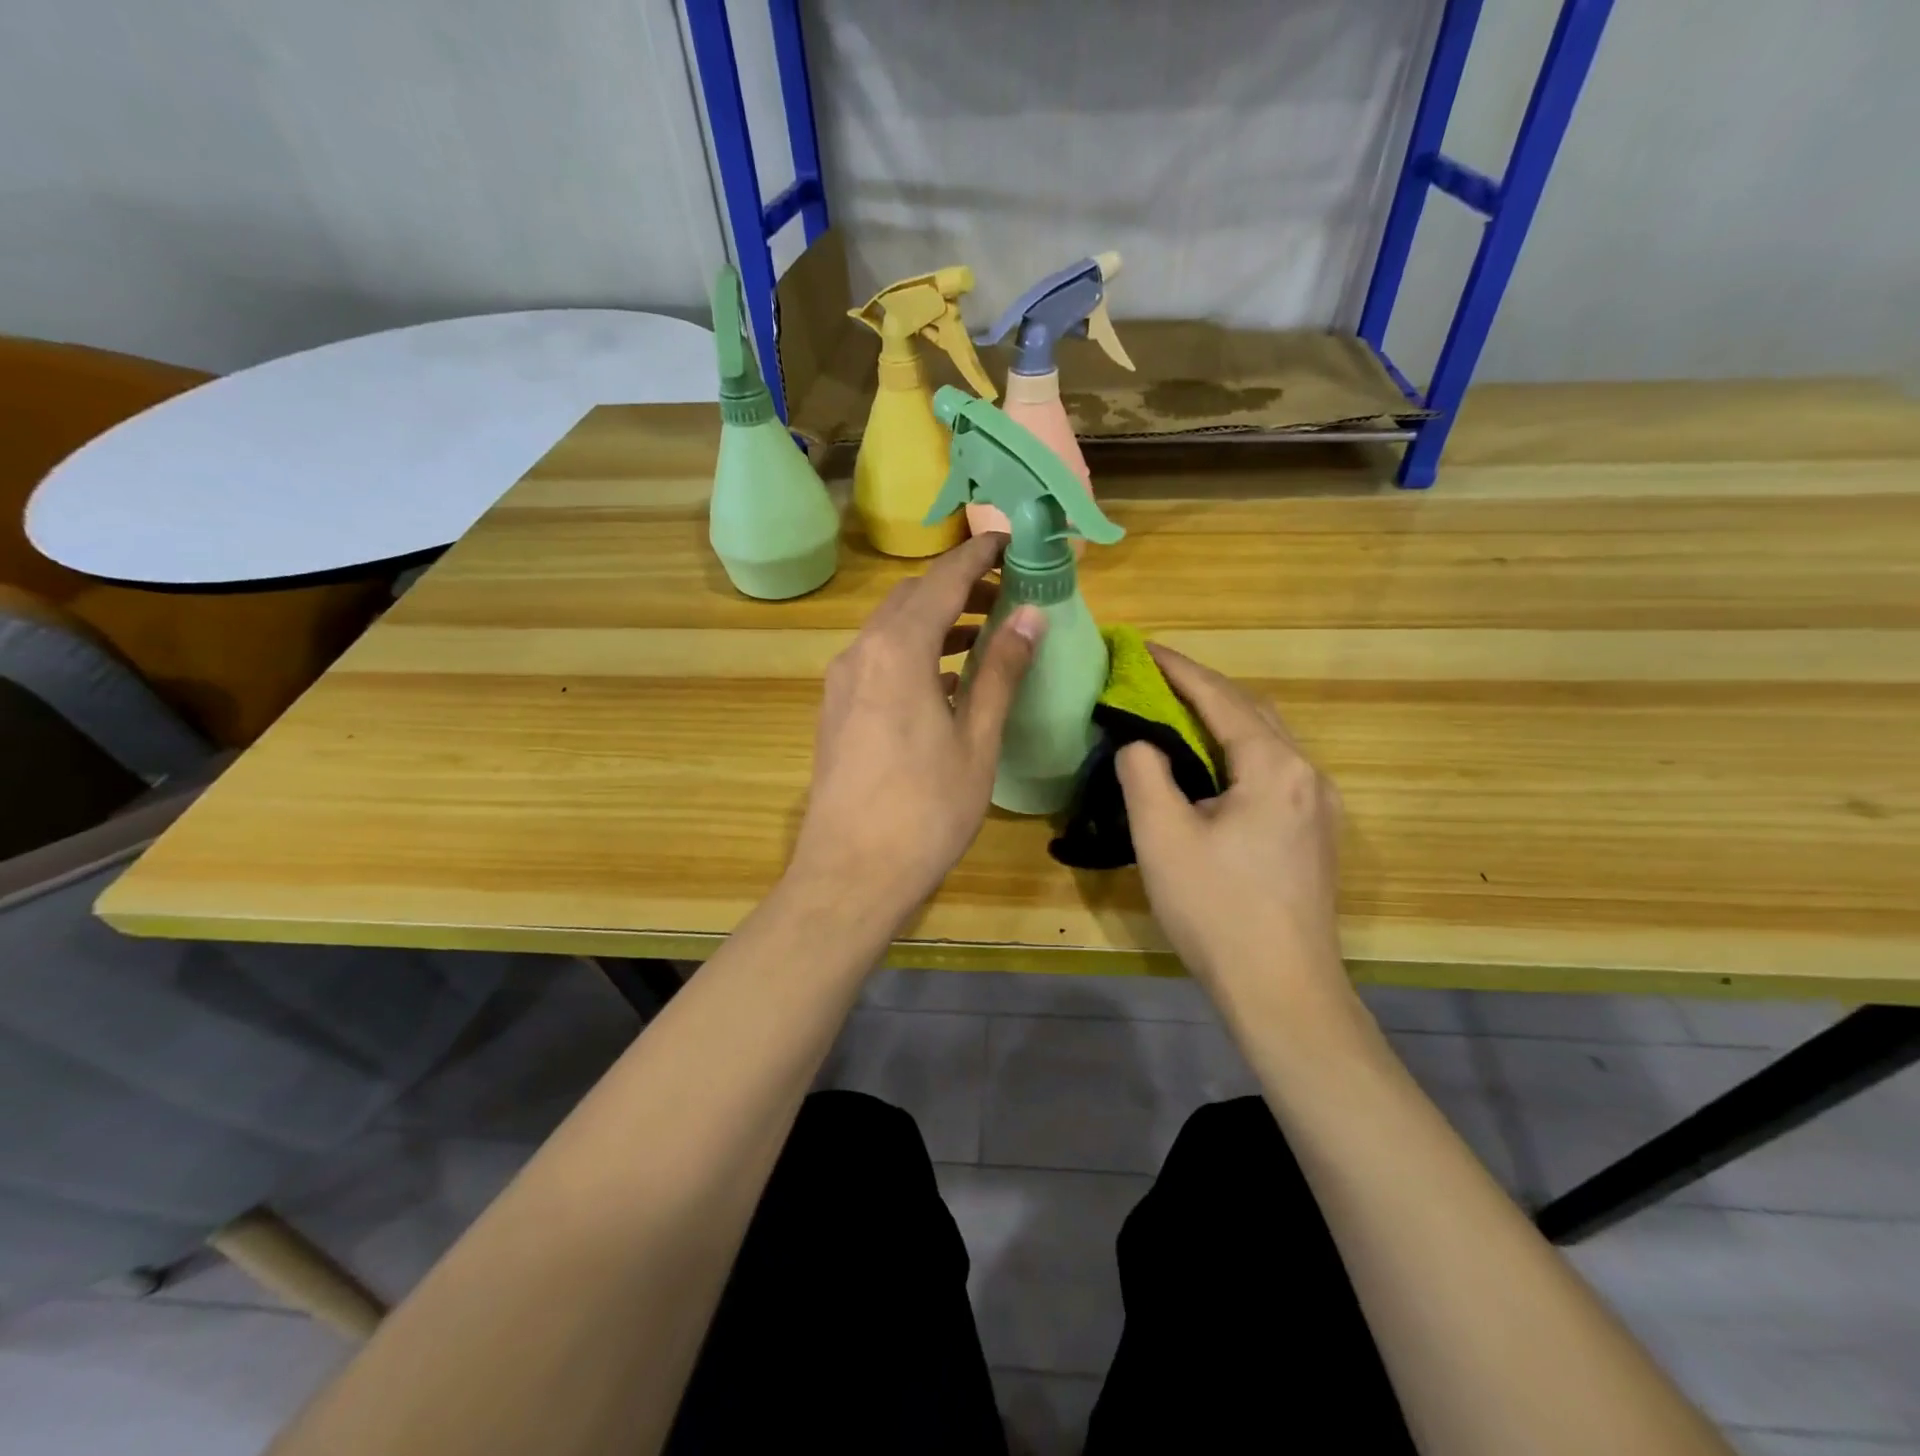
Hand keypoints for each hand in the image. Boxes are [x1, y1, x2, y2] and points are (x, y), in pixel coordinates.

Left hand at [789, 532, 1045, 927]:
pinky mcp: (835, 711)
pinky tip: (945, 679)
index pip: (941, 582)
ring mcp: (841, 683)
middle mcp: (860, 653)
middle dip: (956, 586)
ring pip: (891, 630)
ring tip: (983, 630)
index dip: (977, 556)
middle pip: (910, 599)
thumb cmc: (925, 810)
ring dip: (935, 621)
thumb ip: (1000, 672)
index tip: (1009, 540)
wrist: (849, 875)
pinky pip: (878, 661)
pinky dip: (914, 653)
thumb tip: (1030, 617)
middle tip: (1005, 590)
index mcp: (897, 650)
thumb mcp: (975, 740)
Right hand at [1116, 645, 1346, 996]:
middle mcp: (1308, 775)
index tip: (1141, 648)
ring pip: (1266, 743)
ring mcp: (1320, 807)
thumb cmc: (1217, 910)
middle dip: (1201, 690)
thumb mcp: (1162, 836)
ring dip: (1221, 722)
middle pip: (1251, 712)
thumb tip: (1139, 741)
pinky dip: (1237, 754)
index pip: (1220, 697)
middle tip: (1152, 682)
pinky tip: (1210, 771)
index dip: (1177, 669)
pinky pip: (1274, 772)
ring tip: (1174, 718)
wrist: (1283, 992)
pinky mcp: (1316, 836)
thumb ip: (1144, 772)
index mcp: (1275, 767)